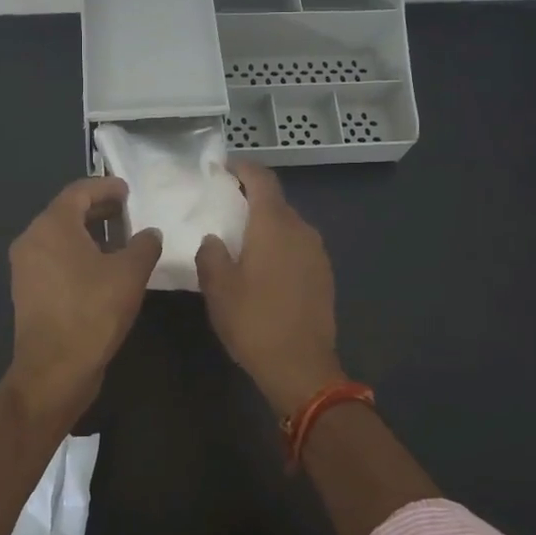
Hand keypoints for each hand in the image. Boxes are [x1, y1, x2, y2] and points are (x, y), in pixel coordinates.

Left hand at [3, 176, 161, 425]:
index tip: (128, 190)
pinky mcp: (28, 291)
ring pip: (60, 237)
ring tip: (121, 239)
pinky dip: (78, 253)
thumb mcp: (130, 274)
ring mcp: (26, 267)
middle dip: (98, 209)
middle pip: (66, 212)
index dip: (106, 186)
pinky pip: (55, 258)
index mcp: (52, 226)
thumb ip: (144, 245)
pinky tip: (103, 268)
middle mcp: (32, 239)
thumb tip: (150, 233)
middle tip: (128, 211)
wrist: (55, 370)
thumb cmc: (93, 312)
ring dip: (90, 233)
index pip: (79, 191)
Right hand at [195, 164, 343, 419]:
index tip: (223, 169)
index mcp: (274, 225)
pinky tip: (264, 268)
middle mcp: (301, 230)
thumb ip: (211, 254)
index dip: (243, 169)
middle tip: (224, 209)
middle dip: (251, 199)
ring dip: (266, 225)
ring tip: (241, 241)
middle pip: (276, 202)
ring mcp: (317, 253)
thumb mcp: (218, 288)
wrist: (301, 366)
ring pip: (289, 225)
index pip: (262, 179)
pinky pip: (298, 247)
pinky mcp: (324, 274)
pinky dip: (280, 246)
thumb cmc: (254, 321)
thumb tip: (214, 239)